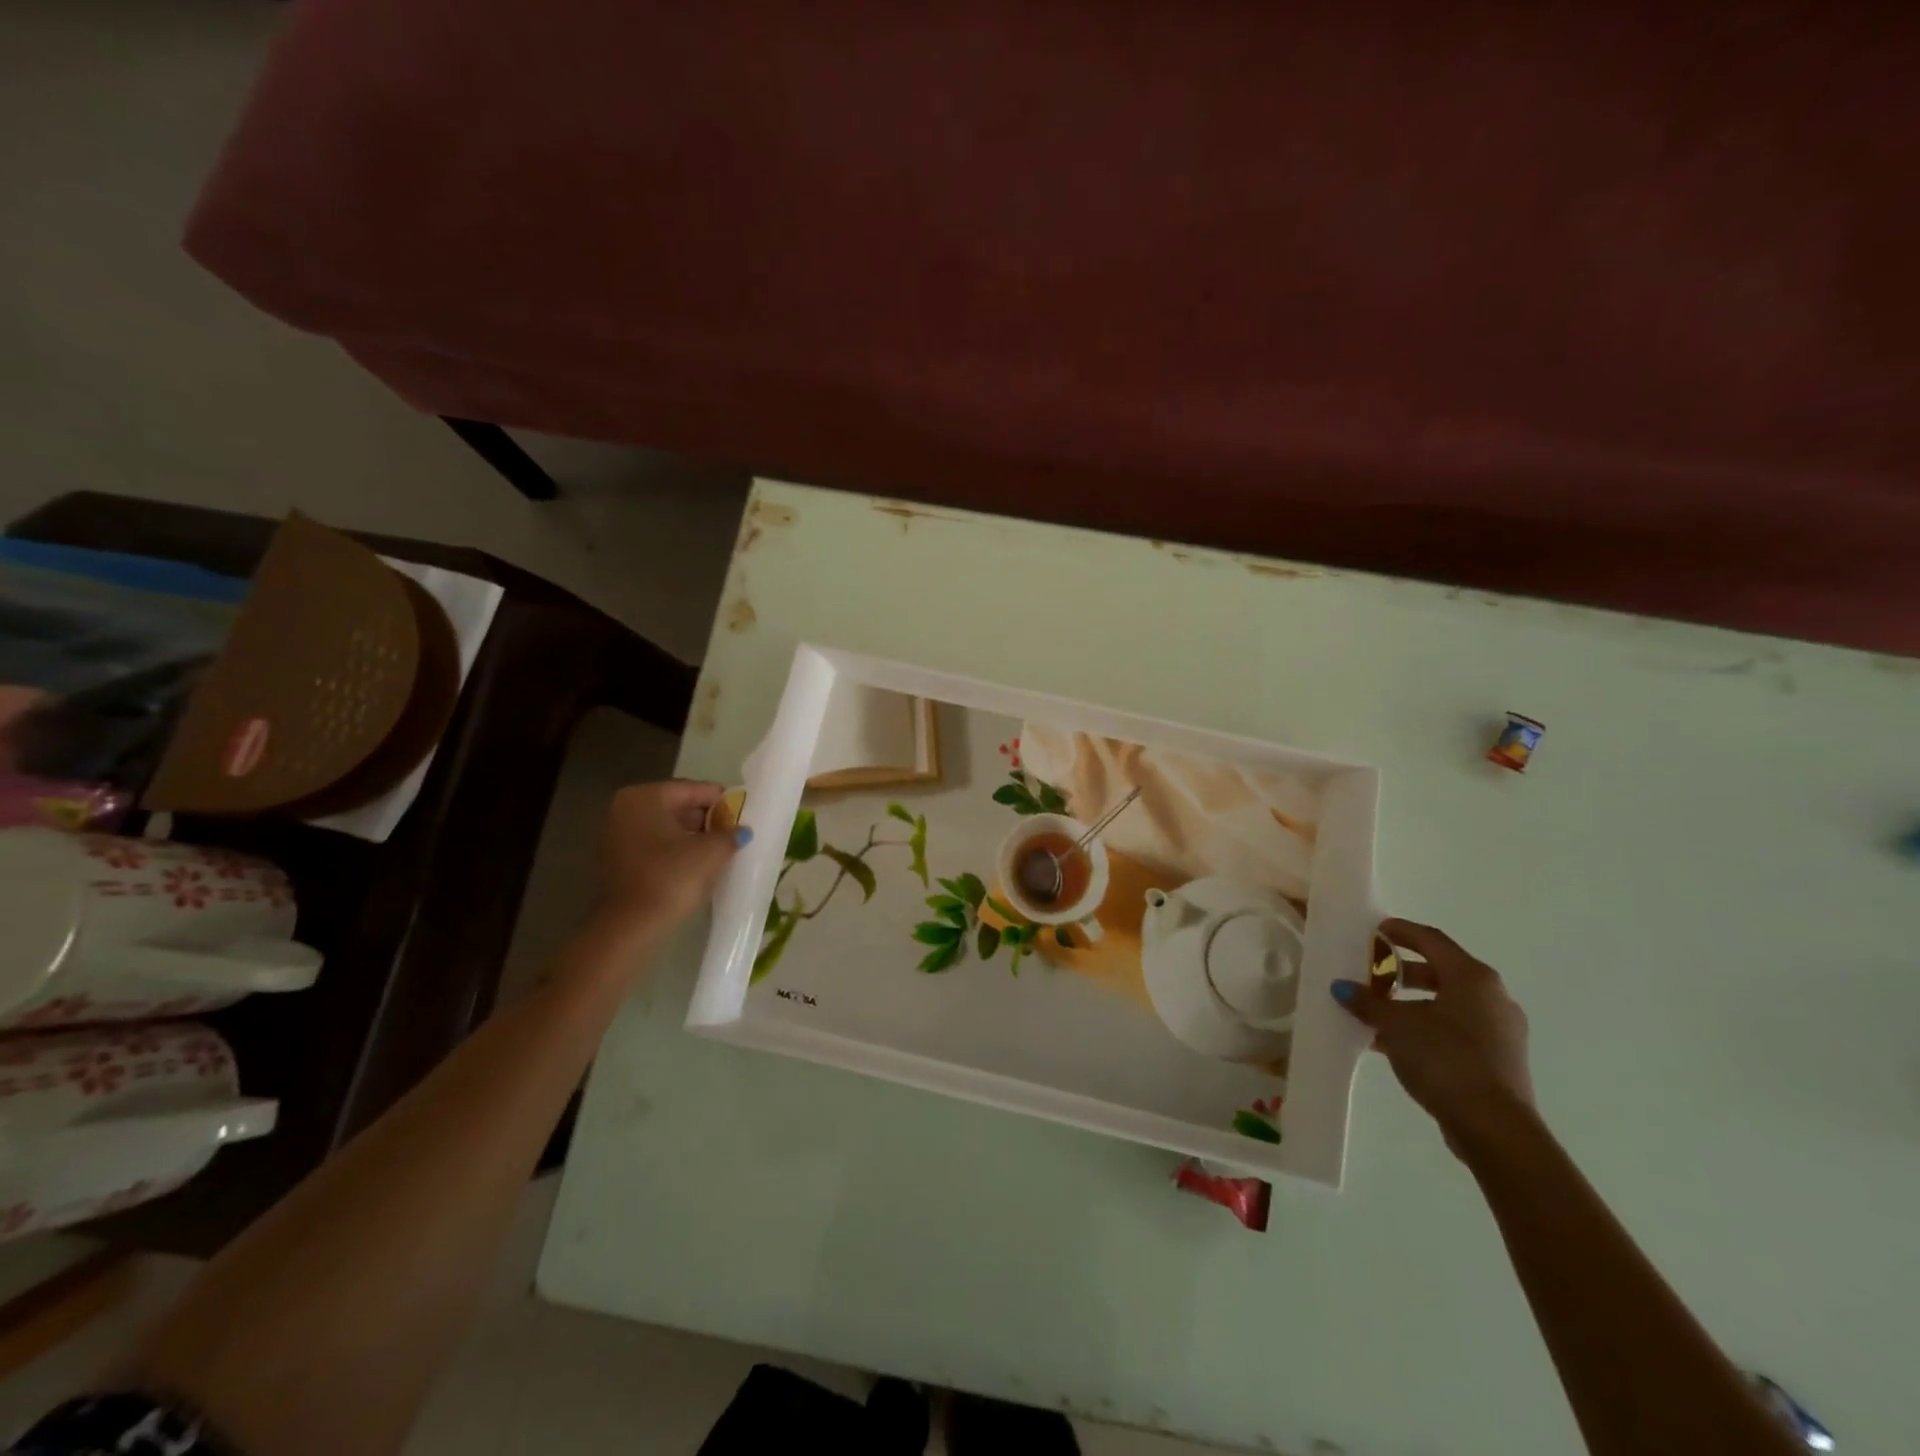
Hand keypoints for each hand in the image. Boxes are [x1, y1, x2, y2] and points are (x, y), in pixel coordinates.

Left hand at [594, 780, 744, 939]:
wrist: (628, 928)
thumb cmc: (670, 879)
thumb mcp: (711, 852)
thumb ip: (731, 833)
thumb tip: (741, 830)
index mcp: (645, 796)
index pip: (695, 789)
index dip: (724, 802)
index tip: (745, 816)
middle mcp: (624, 808)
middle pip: (678, 806)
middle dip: (707, 820)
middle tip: (734, 835)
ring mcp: (615, 834)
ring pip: (666, 828)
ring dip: (693, 837)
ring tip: (720, 852)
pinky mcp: (615, 860)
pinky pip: (654, 846)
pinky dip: (675, 851)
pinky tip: (696, 866)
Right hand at [1331, 919, 1535, 1158]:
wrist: (1494, 1127)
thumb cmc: (1445, 1059)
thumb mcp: (1396, 1026)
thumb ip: (1368, 1003)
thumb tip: (1342, 988)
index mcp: (1473, 978)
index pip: (1431, 940)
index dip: (1400, 931)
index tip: (1375, 930)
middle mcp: (1492, 997)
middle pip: (1441, 971)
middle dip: (1402, 971)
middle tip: (1371, 974)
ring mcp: (1500, 1030)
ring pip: (1448, 1003)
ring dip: (1412, 1003)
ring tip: (1377, 1012)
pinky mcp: (1499, 1058)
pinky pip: (1456, 1029)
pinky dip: (1426, 1027)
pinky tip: (1396, 1042)